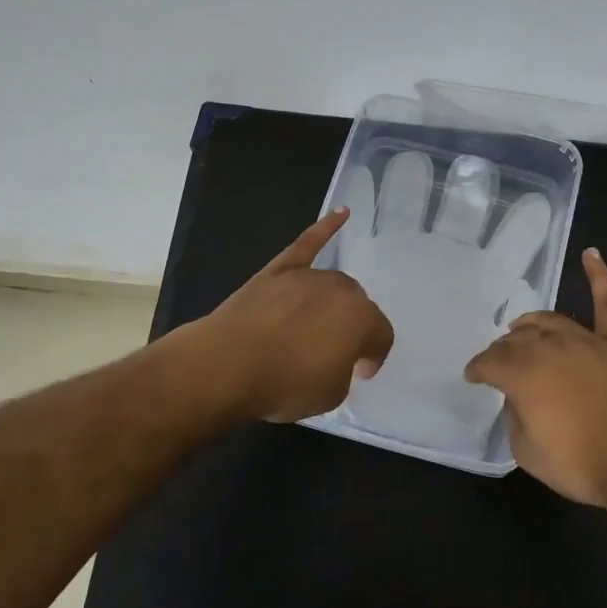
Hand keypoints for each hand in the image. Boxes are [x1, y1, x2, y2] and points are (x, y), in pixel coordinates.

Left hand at [177, 207, 394, 424]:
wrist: (226, 365)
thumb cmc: (283, 384)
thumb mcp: (330, 394)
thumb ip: (344, 370)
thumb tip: (337, 356)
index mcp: (362, 319)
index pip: (381, 336)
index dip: (373, 356)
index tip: (358, 372)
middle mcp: (341, 290)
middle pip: (358, 306)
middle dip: (352, 328)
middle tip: (334, 353)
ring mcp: (308, 276)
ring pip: (334, 285)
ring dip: (333, 303)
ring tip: (318, 326)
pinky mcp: (279, 269)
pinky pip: (308, 244)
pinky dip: (325, 228)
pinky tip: (341, 213)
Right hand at [464, 247, 606, 509]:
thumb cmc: (582, 463)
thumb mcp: (528, 452)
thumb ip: (516, 418)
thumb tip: (520, 399)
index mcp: (522, 372)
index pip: (490, 362)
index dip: (478, 369)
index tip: (473, 376)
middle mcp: (550, 347)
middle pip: (518, 340)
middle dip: (503, 349)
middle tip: (498, 361)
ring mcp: (586, 341)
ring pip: (551, 321)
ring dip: (532, 324)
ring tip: (521, 327)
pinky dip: (599, 276)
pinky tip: (591, 254)